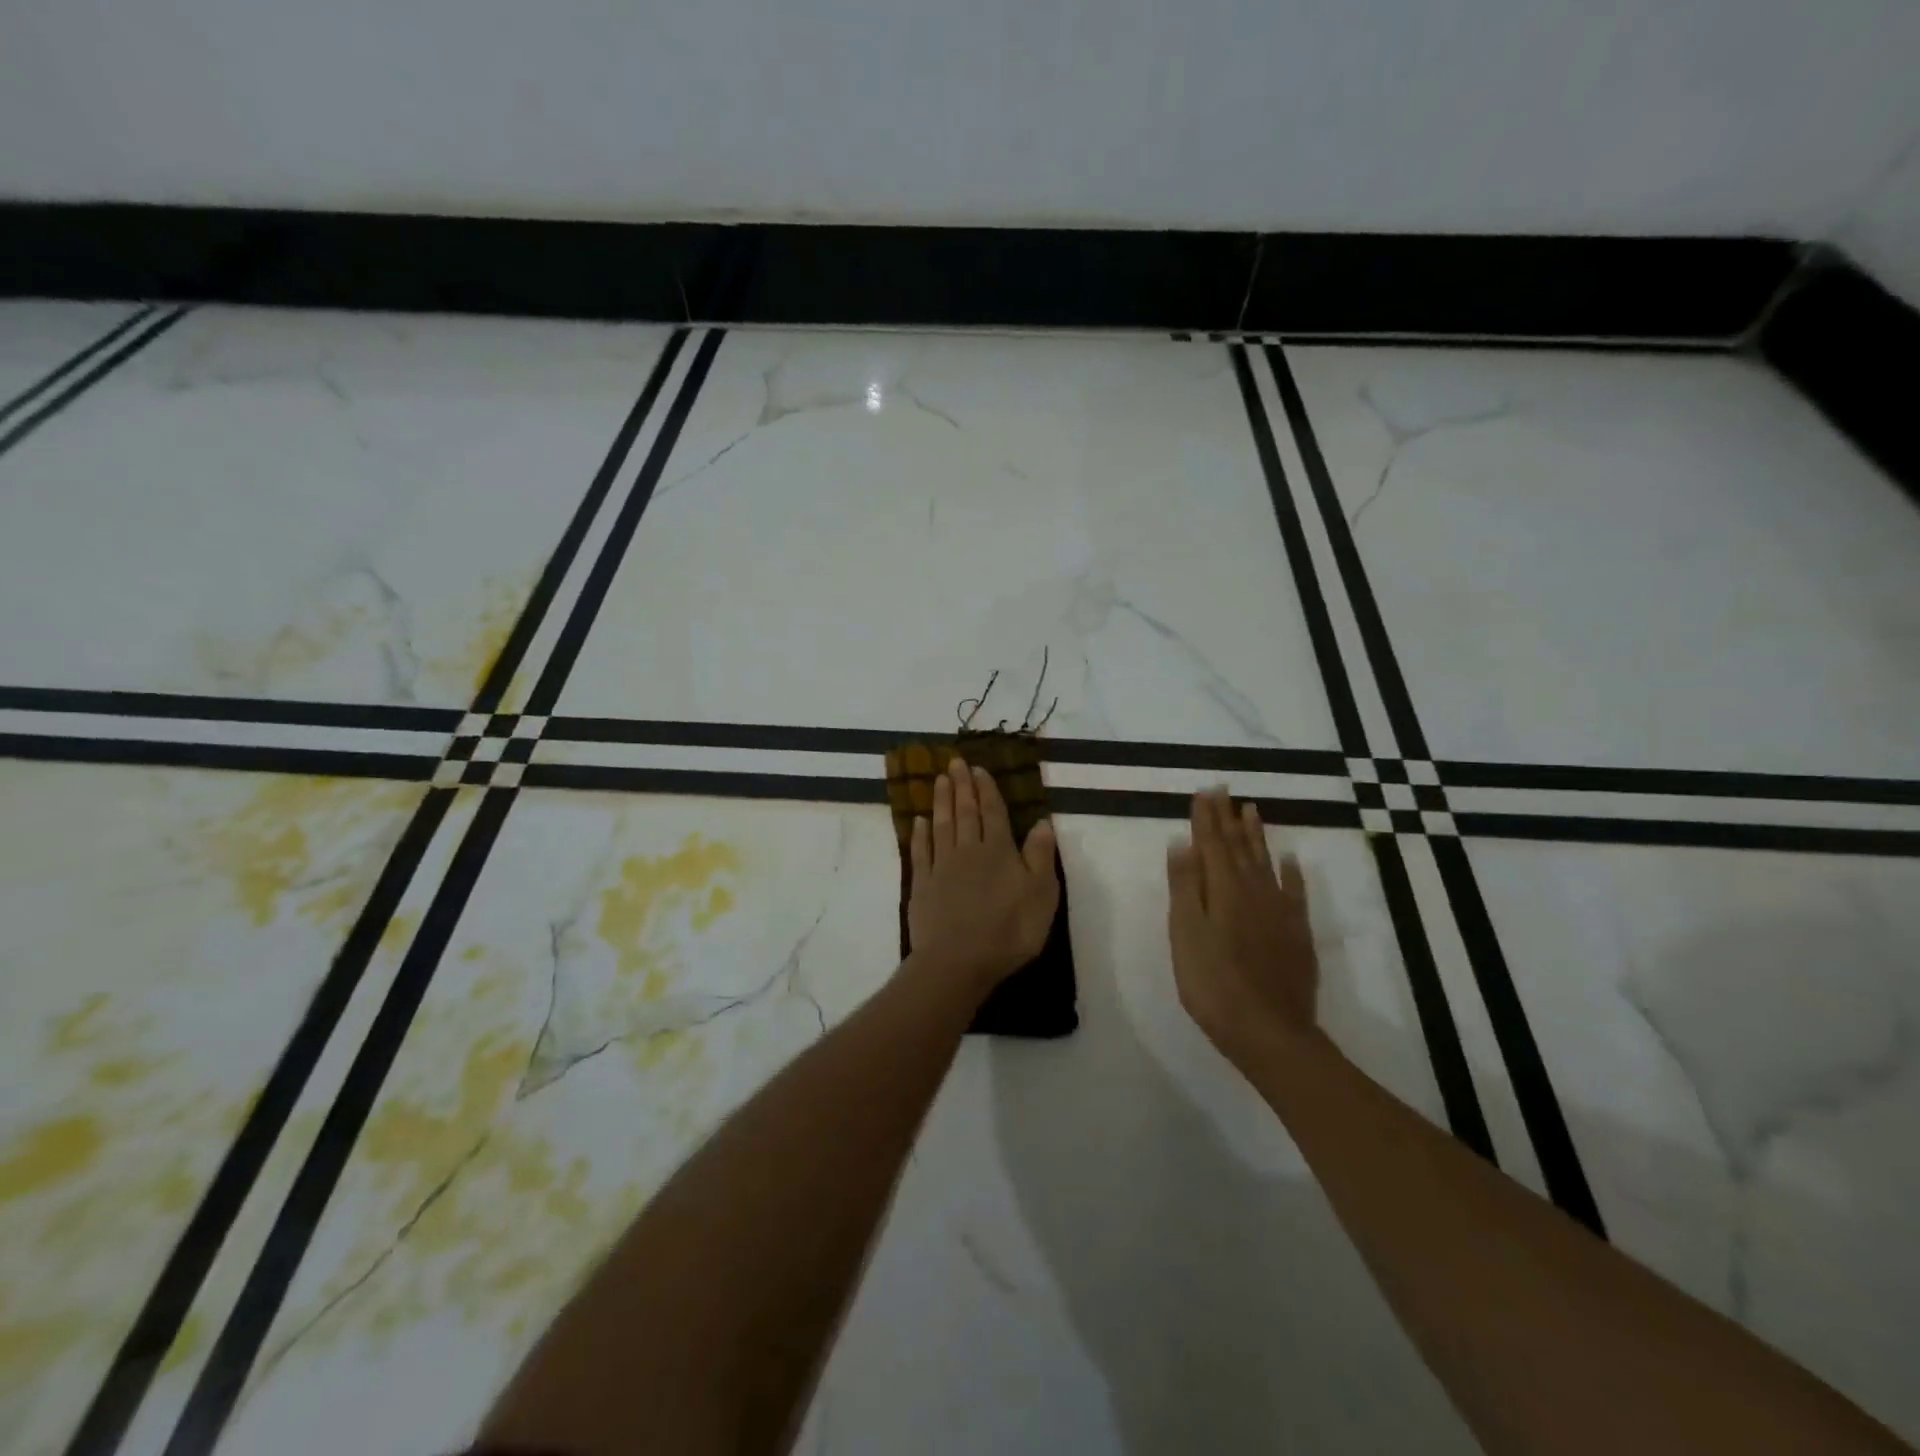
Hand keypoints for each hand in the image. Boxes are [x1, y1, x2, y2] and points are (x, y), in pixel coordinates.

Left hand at [909, 758, 1060, 995]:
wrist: (958, 960)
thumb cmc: (1009, 930)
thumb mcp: (1041, 894)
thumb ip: (1041, 856)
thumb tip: (1042, 822)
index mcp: (999, 851)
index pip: (992, 812)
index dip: (986, 790)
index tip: (978, 769)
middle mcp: (968, 851)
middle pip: (965, 812)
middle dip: (961, 786)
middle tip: (954, 762)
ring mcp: (942, 867)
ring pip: (941, 826)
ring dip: (941, 802)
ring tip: (938, 780)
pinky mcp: (923, 886)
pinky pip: (921, 852)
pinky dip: (920, 834)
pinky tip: (919, 822)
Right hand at [1167, 789, 1320, 1064]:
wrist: (1270, 1032)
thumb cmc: (1213, 984)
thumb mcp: (1186, 934)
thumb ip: (1185, 887)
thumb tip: (1182, 843)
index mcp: (1223, 890)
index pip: (1211, 844)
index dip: (1205, 818)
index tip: (1203, 792)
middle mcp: (1253, 891)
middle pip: (1239, 847)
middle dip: (1228, 818)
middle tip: (1224, 790)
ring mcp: (1279, 911)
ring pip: (1265, 862)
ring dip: (1256, 835)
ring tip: (1252, 810)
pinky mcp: (1296, 932)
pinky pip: (1295, 892)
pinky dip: (1292, 873)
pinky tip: (1292, 860)